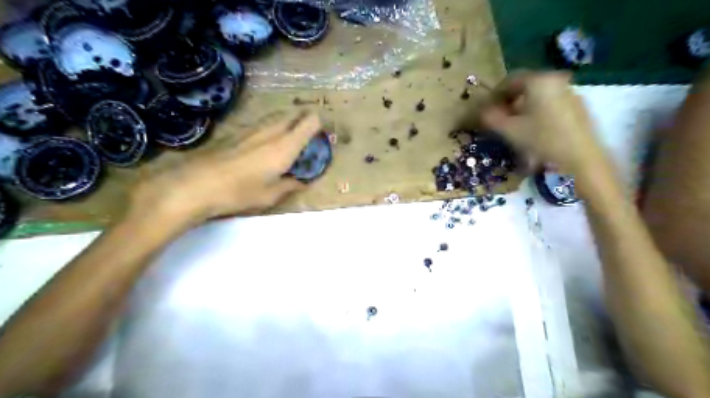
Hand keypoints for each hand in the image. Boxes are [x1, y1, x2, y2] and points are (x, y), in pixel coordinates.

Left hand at [128, 111, 321, 226]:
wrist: (198, 184)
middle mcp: (271, 132)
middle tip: (309, 132)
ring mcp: (252, 130)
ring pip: (276, 117)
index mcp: (285, 146)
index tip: (322, 133)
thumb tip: (301, 182)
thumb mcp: (271, 195)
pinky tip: (266, 141)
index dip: (318, 123)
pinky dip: (271, 127)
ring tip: (290, 135)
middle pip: (292, 115)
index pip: (308, 122)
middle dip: (303, 119)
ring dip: (287, 121)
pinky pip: (262, 124)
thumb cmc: (241, 191)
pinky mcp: (237, 133)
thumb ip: (290, 185)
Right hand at [483, 72, 610, 173]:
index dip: (495, 95)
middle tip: (499, 118)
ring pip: (538, 95)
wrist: (580, 156)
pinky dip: (538, 111)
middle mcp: (555, 80)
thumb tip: (481, 111)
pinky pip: (551, 102)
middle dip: (509, 101)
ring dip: (523, 107)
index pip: (509, 80)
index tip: (486, 109)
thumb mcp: (509, 130)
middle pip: (525, 86)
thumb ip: (491, 117)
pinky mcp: (578, 105)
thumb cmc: (542, 139)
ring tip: (515, 125)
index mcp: (538, 80)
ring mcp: (569, 91)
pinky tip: (534, 128)